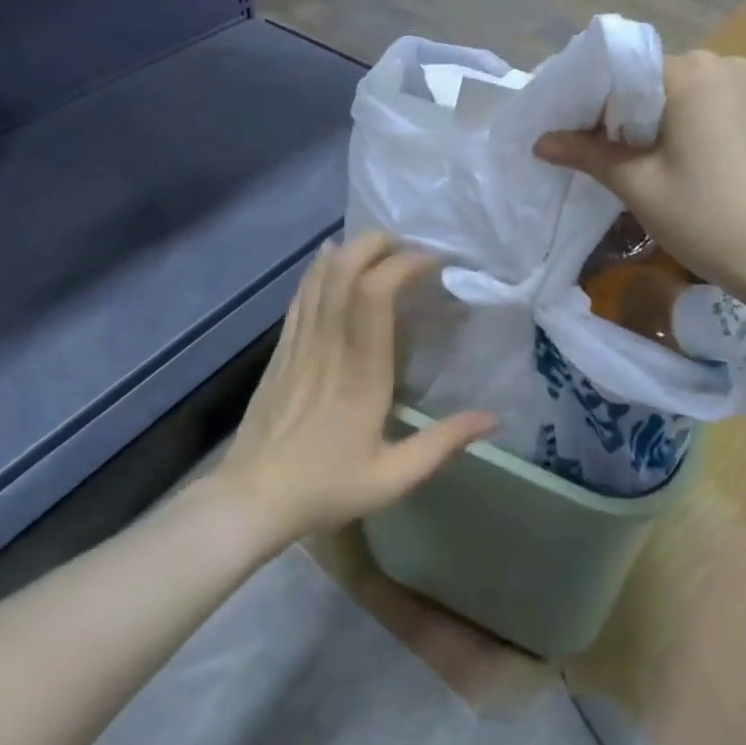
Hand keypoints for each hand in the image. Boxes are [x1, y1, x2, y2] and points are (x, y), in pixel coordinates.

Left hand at [216, 233, 494, 544]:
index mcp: (361, 372)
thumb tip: (494, 418)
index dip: (404, 264)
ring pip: (321, 276)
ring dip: (352, 250)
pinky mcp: (282, 348)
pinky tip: (330, 255)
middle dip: (379, 245)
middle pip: (346, 270)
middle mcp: (329, 345)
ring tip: (382, 248)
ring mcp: (300, 343)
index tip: (435, 263)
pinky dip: (318, 268)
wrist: (250, 499)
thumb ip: (443, 444)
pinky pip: (301, 295)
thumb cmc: (325, 487)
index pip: (375, 295)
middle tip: (410, 249)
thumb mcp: (393, 478)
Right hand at [534, 50, 745, 296]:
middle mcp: (719, 64)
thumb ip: (586, 153)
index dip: (587, 104)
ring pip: (673, 95)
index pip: (619, 73)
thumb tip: (540, 141)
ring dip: (645, 121)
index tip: (564, 134)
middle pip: (646, 81)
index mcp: (689, 71)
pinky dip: (675, 126)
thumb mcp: (637, 184)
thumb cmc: (704, 217)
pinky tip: (663, 159)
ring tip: (622, 160)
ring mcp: (743, 86)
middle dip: (615, 113)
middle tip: (587, 152)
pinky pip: (700, 106)